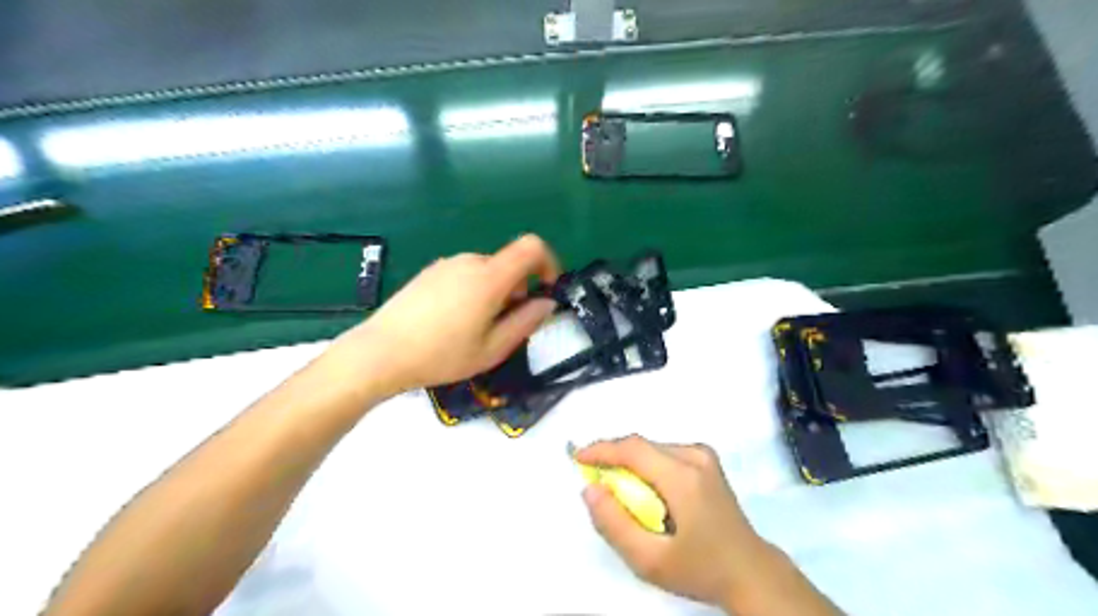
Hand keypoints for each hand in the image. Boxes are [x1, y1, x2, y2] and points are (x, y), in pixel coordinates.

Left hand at [333, 234, 557, 396]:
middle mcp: (470, 261)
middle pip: (509, 264)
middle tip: (504, 326)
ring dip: (495, 292)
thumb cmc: (442, 355)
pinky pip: (465, 274)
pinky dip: (474, 291)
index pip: (532, 247)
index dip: (548, 263)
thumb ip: (526, 322)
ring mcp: (447, 264)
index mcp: (489, 277)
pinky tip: (453, 321)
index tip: (546, 290)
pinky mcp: (430, 272)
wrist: (381, 352)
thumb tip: (547, 303)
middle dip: (518, 290)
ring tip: (476, 328)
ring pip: (487, 271)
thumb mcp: (493, 348)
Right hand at [578, 436, 765, 607]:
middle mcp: (695, 456)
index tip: (577, 459)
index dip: (601, 449)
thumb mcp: (650, 561)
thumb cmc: (700, 568)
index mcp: (684, 477)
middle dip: (613, 458)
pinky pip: (664, 453)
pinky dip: (646, 466)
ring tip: (619, 490)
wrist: (750, 571)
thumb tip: (590, 489)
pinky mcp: (707, 460)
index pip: (633, 449)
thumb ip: (614, 524)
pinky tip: (645, 489)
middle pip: (642, 446)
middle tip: (594, 480)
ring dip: (629, 463)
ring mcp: (704, 456)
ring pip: (652, 448)